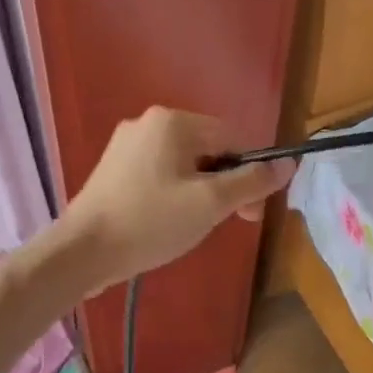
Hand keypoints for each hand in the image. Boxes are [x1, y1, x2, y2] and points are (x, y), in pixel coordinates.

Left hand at [64, 107, 293, 291]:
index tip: (250, 214)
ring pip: (183, 165)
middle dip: (224, 186)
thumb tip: (289, 163)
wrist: (83, 251)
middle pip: (208, 150)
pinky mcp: (112, 169)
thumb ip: (251, 182)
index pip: (233, 139)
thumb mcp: (211, 203)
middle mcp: (148, 123)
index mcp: (173, 121)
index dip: (250, 175)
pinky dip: (173, 195)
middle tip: (226, 223)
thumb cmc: (151, 222)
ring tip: (193, 226)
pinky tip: (167, 222)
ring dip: (200, 193)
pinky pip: (158, 175)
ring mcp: (125, 145)